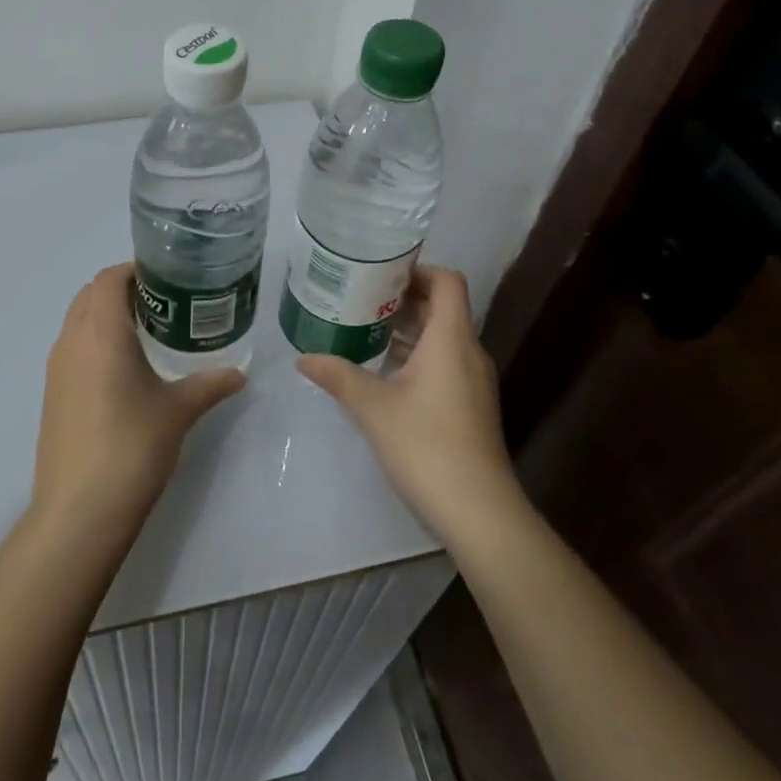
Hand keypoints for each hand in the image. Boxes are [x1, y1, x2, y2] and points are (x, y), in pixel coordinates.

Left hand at [32, 263, 245, 536]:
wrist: (80, 510)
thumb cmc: (132, 447)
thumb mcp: (178, 411)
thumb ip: (210, 385)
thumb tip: (240, 374)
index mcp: (101, 332)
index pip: (109, 279)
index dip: (134, 270)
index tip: (167, 279)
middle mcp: (72, 341)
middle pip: (90, 294)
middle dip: (122, 290)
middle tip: (163, 304)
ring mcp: (56, 368)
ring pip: (78, 321)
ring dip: (106, 316)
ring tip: (147, 334)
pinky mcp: (52, 393)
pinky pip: (73, 348)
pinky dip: (95, 341)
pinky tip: (124, 370)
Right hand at [296, 266, 521, 546]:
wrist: (478, 510)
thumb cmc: (425, 445)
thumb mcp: (373, 407)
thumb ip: (338, 375)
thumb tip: (303, 358)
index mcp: (451, 339)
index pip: (447, 281)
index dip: (418, 270)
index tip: (380, 273)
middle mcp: (469, 352)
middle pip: (443, 307)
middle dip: (404, 299)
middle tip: (361, 298)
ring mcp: (474, 381)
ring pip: (443, 337)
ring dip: (409, 329)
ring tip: (365, 328)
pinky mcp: (471, 406)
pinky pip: (445, 362)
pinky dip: (418, 355)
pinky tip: (384, 372)